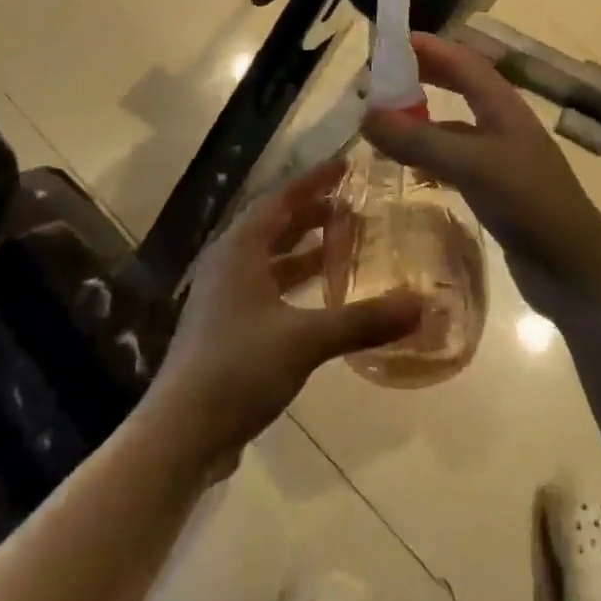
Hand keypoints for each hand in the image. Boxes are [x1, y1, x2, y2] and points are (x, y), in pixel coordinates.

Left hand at [144, 164, 422, 468]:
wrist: (180, 433)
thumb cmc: (238, 368)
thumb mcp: (305, 340)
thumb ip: (362, 321)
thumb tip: (420, 305)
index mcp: (239, 249)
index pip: (280, 198)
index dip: (314, 180)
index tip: (347, 166)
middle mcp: (228, 262)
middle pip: (273, 224)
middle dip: (311, 212)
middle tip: (351, 205)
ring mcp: (223, 296)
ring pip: (268, 257)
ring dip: (302, 247)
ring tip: (340, 242)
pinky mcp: (224, 326)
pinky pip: (265, 285)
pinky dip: (292, 280)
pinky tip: (318, 296)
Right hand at [361, 33, 600, 304]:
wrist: (575, 269)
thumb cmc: (529, 203)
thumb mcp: (472, 165)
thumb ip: (420, 139)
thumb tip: (366, 114)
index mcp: (503, 105)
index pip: (462, 60)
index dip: (428, 47)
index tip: (388, 42)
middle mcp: (502, 123)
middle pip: (459, 85)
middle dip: (423, 76)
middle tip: (380, 78)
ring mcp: (500, 157)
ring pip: (454, 124)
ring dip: (422, 117)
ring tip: (385, 122)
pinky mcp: (496, 188)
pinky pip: (455, 160)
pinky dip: (430, 155)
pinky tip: (409, 168)